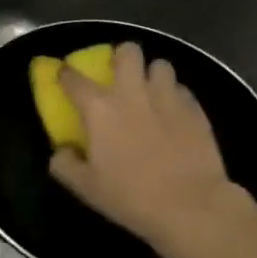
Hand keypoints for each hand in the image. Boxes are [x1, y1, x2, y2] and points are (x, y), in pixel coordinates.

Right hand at [49, 41, 241, 254]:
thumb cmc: (131, 197)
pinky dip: (175, 96)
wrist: (191, 206)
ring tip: (151, 93)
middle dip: (121, 57)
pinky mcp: (195, 109)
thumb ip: (65, 164)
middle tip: (119, 76)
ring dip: (152, 75)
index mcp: (100, 108)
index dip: (65, 74)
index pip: (73, 78)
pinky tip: (173, 114)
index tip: (63, 76)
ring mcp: (168, 97)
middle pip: (128, 51)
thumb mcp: (86, 188)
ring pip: (160, 64)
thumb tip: (61, 151)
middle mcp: (132, 92)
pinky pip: (182, 89)